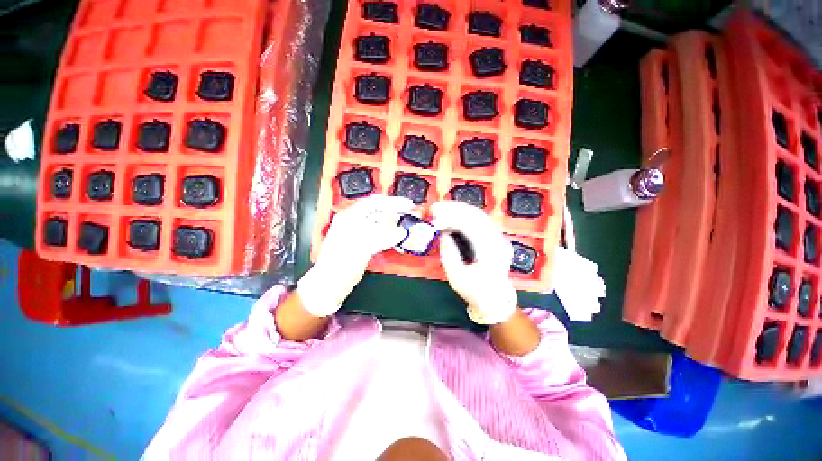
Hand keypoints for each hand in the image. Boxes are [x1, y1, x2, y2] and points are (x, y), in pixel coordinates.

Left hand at [297, 195, 413, 315]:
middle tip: (410, 213)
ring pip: (380, 224)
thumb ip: (383, 237)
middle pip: (378, 212)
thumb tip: (401, 232)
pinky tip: (398, 238)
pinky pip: (380, 235)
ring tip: (407, 226)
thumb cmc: (339, 264)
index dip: (392, 202)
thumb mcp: (361, 247)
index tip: (407, 204)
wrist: (331, 285)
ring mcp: (358, 234)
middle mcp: (354, 223)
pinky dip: (390, 236)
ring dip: (394, 224)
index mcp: (349, 217)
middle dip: (395, 212)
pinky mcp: (363, 245)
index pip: (374, 203)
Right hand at [431, 201, 517, 324]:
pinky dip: (466, 216)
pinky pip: (481, 221)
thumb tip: (444, 234)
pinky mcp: (497, 238)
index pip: (471, 226)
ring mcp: (500, 238)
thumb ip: (449, 254)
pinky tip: (454, 215)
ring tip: (443, 209)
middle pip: (477, 216)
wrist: (495, 300)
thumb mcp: (456, 277)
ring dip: (460, 210)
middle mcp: (498, 241)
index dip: (452, 216)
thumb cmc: (475, 291)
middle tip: (437, 207)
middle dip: (455, 209)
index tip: (436, 213)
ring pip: (480, 216)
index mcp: (490, 252)